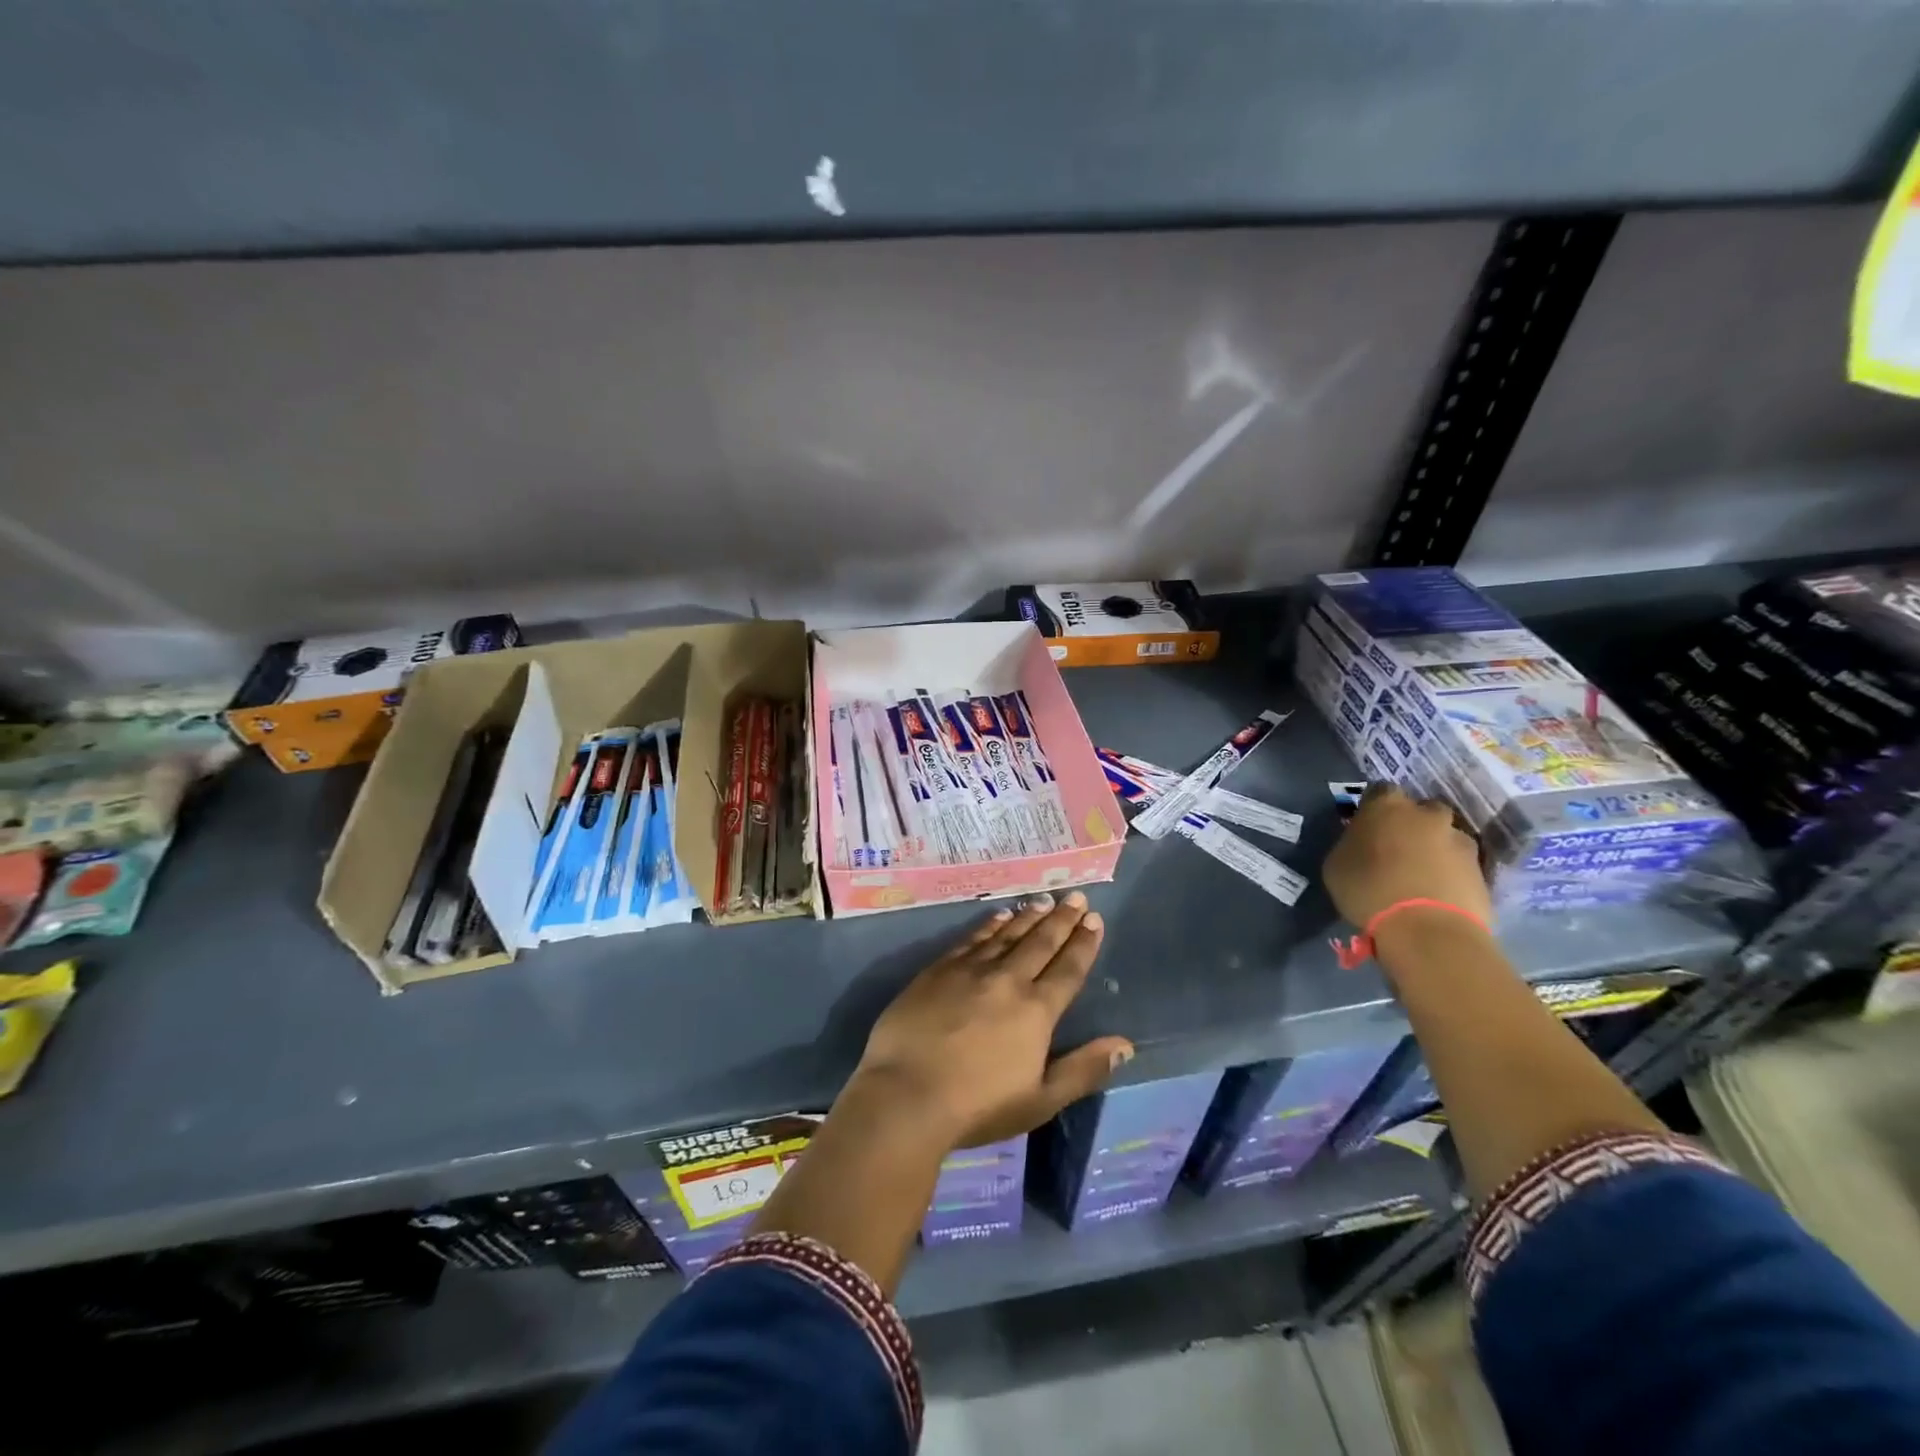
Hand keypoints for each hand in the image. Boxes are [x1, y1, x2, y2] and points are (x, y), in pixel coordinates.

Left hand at [853, 891, 1133, 1150]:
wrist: (906, 1095)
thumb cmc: (978, 1106)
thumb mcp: (1041, 1100)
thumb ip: (1084, 1069)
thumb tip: (1125, 1044)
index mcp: (1036, 1011)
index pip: (1068, 969)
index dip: (1083, 944)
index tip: (1094, 920)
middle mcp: (1008, 980)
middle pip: (1041, 942)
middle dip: (1062, 919)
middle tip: (1076, 897)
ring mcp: (970, 970)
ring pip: (1008, 934)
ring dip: (1029, 916)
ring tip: (1045, 900)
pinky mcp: (939, 970)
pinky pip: (972, 938)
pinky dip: (990, 924)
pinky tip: (1000, 915)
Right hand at [1322, 784, 1491, 929]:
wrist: (1427, 930)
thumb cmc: (1369, 890)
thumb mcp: (1337, 864)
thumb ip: (1351, 844)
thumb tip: (1361, 843)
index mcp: (1387, 805)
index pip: (1379, 790)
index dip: (1373, 807)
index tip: (1366, 826)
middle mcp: (1427, 814)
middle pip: (1420, 809)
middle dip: (1411, 824)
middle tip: (1397, 849)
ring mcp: (1460, 840)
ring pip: (1445, 836)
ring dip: (1434, 848)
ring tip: (1420, 875)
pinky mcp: (1481, 870)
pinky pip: (1460, 864)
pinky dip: (1450, 873)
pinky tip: (1436, 893)